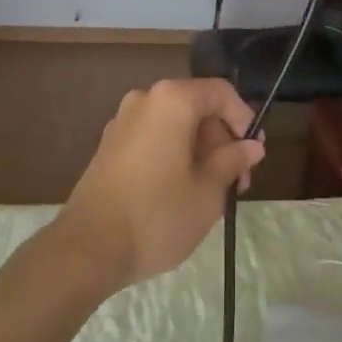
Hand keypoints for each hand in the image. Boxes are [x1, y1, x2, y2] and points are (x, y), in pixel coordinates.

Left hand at [53, 79, 264, 289]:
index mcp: (172, 100)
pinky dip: (173, 153)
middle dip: (221, 140)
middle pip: (197, 106)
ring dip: (199, 149)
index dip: (244, 120)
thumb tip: (251, 145)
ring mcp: (123, 120)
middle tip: (236, 182)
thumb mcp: (208, 192)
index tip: (253, 156)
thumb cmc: (157, 215)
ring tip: (210, 192)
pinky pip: (153, 136)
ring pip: (175, 123)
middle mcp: (146, 99)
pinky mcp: (109, 144)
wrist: (88, 248)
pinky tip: (179, 191)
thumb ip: (232, 161)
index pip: (221, 93)